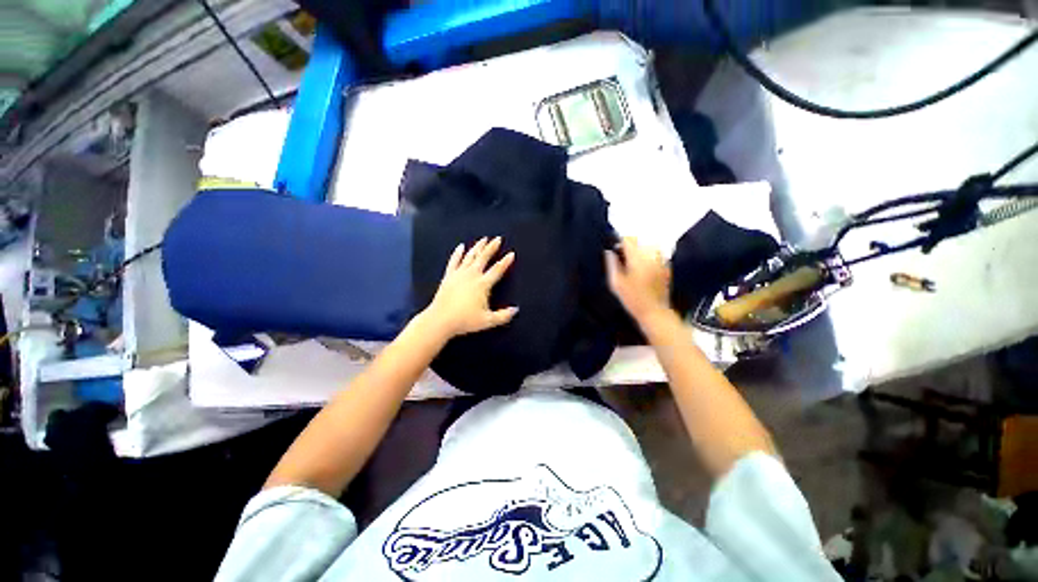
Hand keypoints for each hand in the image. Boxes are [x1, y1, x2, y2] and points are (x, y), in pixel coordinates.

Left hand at [423, 237, 517, 337]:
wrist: (441, 320)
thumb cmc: (465, 320)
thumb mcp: (487, 321)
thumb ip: (503, 316)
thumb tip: (516, 310)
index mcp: (482, 284)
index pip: (497, 270)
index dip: (505, 261)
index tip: (511, 253)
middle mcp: (471, 275)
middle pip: (483, 258)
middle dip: (491, 247)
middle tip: (497, 238)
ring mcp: (459, 274)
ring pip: (470, 256)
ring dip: (477, 247)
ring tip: (483, 239)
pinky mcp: (448, 276)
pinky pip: (454, 261)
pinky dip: (457, 253)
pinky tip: (460, 247)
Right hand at [605, 237, 671, 322]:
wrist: (654, 311)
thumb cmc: (632, 299)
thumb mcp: (616, 283)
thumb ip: (611, 264)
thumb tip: (609, 251)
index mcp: (637, 258)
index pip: (628, 240)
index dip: (620, 242)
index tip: (615, 250)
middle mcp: (651, 256)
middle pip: (639, 241)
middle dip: (630, 246)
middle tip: (623, 259)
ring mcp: (661, 260)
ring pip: (649, 245)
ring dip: (640, 250)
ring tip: (634, 262)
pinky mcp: (667, 266)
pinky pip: (657, 254)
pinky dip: (650, 256)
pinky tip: (644, 268)